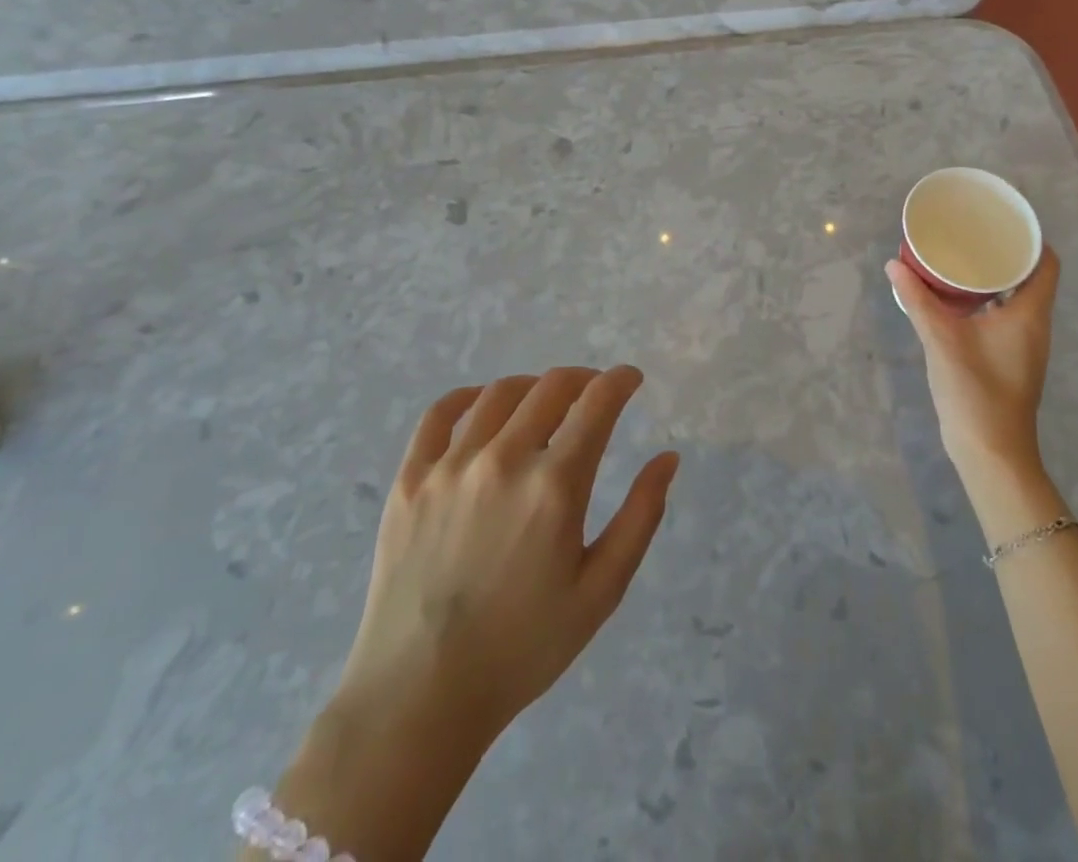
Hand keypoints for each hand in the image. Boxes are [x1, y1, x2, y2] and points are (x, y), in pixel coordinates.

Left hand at [335, 365, 679, 748]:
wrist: (418, 699)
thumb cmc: (522, 649)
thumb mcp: (601, 591)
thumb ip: (640, 517)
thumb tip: (667, 458)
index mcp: (554, 486)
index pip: (597, 403)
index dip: (620, 381)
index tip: (631, 379)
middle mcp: (503, 460)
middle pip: (551, 388)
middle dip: (583, 379)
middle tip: (593, 393)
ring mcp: (450, 467)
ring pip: (499, 393)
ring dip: (533, 386)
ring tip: (544, 401)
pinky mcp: (409, 481)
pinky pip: (438, 416)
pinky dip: (467, 397)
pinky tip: (481, 405)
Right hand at [887, 251, 1060, 488]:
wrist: (991, 453)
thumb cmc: (975, 390)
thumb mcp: (941, 339)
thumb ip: (917, 300)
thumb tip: (894, 264)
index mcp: (1030, 314)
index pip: (1047, 264)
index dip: (1031, 238)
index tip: (1002, 220)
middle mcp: (1034, 326)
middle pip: (1031, 277)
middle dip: (1005, 254)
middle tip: (973, 233)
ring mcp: (1023, 346)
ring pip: (1016, 299)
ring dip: (994, 278)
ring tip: (962, 257)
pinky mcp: (1010, 361)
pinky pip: (1004, 316)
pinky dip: (986, 301)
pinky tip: (956, 298)